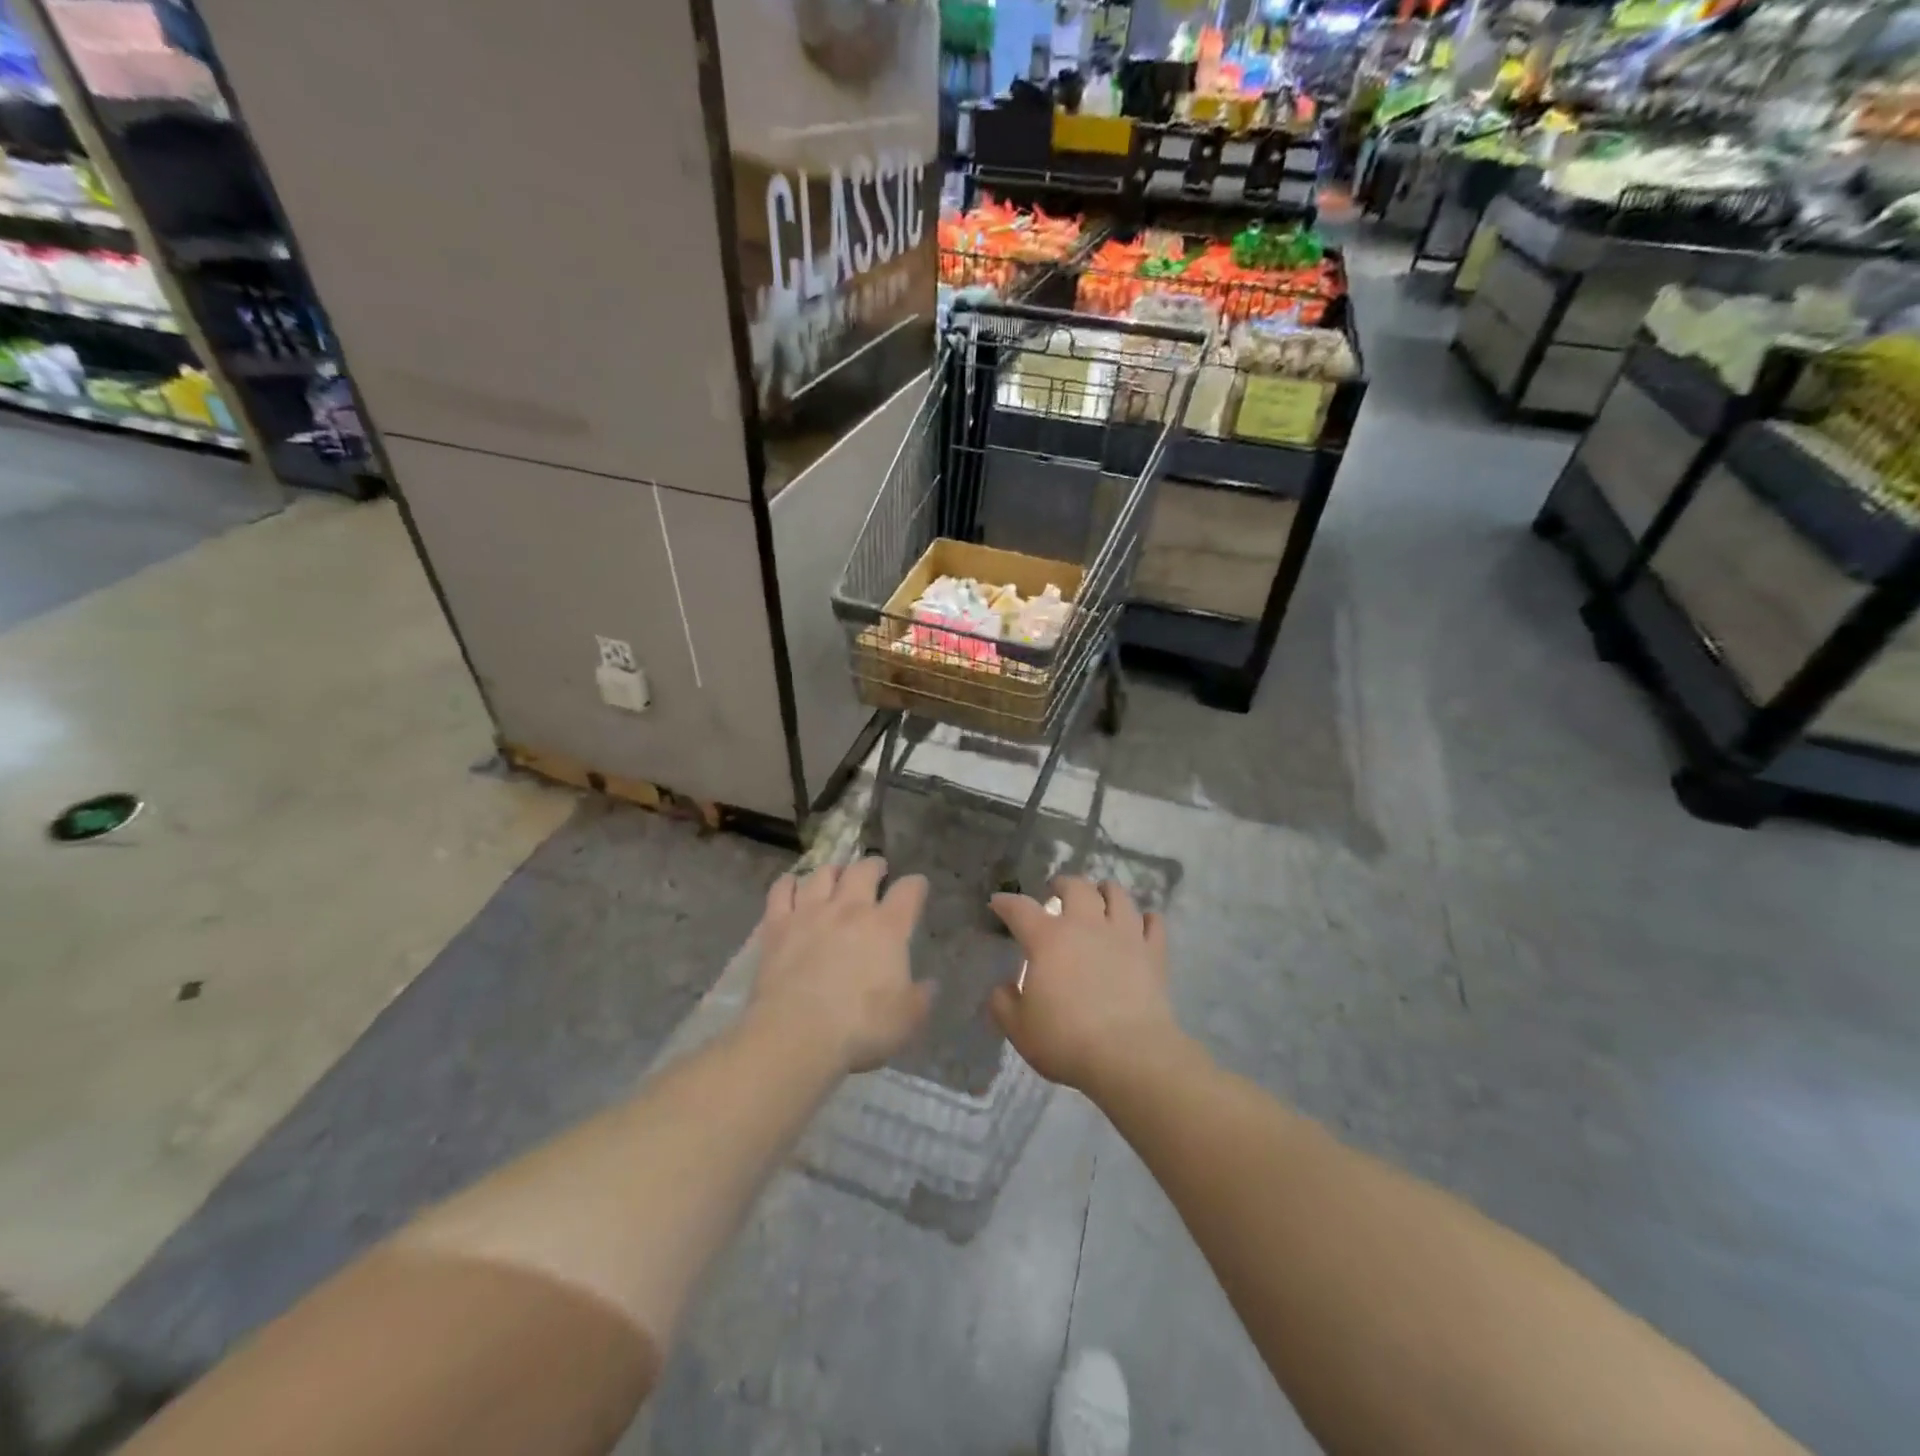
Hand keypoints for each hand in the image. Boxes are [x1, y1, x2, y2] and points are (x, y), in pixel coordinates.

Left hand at [749, 858, 932, 1073]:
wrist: (797, 1036)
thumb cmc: (860, 1029)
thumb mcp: (906, 1020)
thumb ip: (921, 998)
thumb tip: (929, 985)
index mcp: (887, 928)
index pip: (908, 892)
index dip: (916, 885)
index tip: (917, 886)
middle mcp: (850, 909)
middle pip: (863, 870)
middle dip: (873, 866)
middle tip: (876, 869)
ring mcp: (810, 913)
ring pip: (822, 873)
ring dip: (833, 870)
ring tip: (836, 874)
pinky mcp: (777, 925)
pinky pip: (781, 890)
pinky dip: (788, 883)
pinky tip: (791, 885)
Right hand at [989, 877, 1184, 1093]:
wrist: (1129, 1055)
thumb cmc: (1066, 1040)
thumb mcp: (1019, 1029)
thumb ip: (1004, 1004)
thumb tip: (1002, 988)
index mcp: (1048, 939)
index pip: (1020, 909)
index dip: (1006, 902)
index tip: (998, 902)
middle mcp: (1086, 925)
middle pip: (1076, 887)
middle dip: (1063, 884)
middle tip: (1057, 891)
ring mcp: (1124, 935)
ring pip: (1117, 895)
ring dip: (1105, 891)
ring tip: (1100, 896)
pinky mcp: (1153, 952)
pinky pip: (1153, 922)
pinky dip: (1145, 919)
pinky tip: (1142, 923)